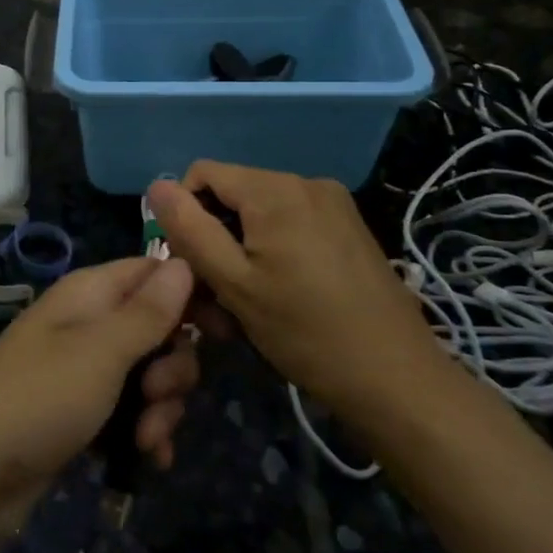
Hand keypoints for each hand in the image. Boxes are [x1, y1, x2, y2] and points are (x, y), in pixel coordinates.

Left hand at [0, 258, 201, 536]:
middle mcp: (90, 324)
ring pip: (150, 374)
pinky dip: (145, 431)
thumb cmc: (40, 398)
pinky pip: (131, 410)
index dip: (191, 295)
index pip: (154, 272)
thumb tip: (184, 263)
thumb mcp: (102, 351)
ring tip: (146, 438)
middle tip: (156, 393)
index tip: (223, 331)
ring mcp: (85, 369)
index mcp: (91, 294)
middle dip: (173, 366)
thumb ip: (147, 311)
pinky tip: (148, 458)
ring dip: (161, 407)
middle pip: (159, 327)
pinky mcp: (82, 412)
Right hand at [148, 162, 438, 411]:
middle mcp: (305, 182)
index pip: (203, 173)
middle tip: (212, 299)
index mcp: (275, 189)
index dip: (183, 214)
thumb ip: (191, 230)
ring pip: (260, 214)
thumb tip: (157, 185)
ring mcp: (333, 203)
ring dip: (240, 252)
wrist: (395, 378)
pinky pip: (290, 224)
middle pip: (233, 195)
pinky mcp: (348, 226)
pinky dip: (271, 252)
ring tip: (244, 306)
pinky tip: (277, 296)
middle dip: (214, 239)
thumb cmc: (305, 332)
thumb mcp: (234, 283)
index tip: (189, 265)